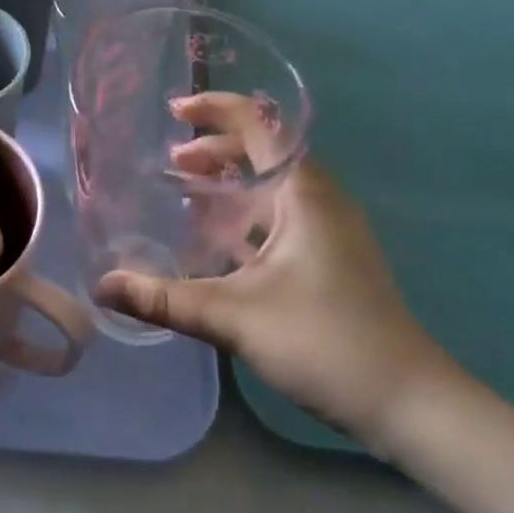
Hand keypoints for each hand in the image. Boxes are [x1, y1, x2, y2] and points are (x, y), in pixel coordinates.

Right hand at [96, 93, 452, 442]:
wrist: (411, 404)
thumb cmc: (326, 342)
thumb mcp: (236, 316)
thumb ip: (166, 299)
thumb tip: (103, 286)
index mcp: (303, 191)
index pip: (257, 123)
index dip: (214, 108)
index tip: (174, 111)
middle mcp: (319, 198)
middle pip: (263, 150)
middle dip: (214, 150)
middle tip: (171, 162)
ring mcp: (329, 229)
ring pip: (271, 186)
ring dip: (229, 184)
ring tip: (186, 194)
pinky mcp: (331, 258)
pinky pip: (280, 216)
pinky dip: (246, 215)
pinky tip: (218, 244)